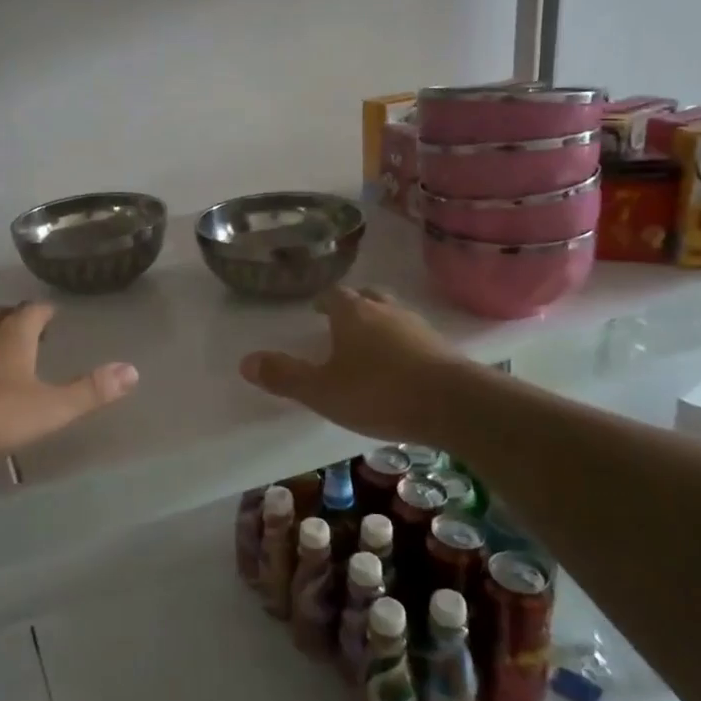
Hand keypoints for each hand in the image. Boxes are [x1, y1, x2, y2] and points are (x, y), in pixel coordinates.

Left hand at [0, 303, 136, 465]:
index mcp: (13, 334)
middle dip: (18, 322)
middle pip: (2, 317)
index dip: (46, 313)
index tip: (54, 315)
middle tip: (32, 333)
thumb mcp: (47, 408)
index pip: (34, 310)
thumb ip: (89, 392)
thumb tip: (132, 370)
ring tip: (3, 358)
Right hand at [240, 286, 459, 442]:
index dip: (322, 302)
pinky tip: (401, 367)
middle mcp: (386, 311)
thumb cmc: (379, 392)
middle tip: (342, 320)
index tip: (316, 310)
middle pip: (367, 297)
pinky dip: (403, 345)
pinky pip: (416, 338)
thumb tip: (245, 362)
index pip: (334, 296)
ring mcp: (419, 328)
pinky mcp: (444, 349)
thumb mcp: (322, 390)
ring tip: (371, 345)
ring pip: (394, 315)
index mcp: (353, 313)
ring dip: (381, 324)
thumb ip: (285, 376)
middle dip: (353, 305)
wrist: (455, 405)